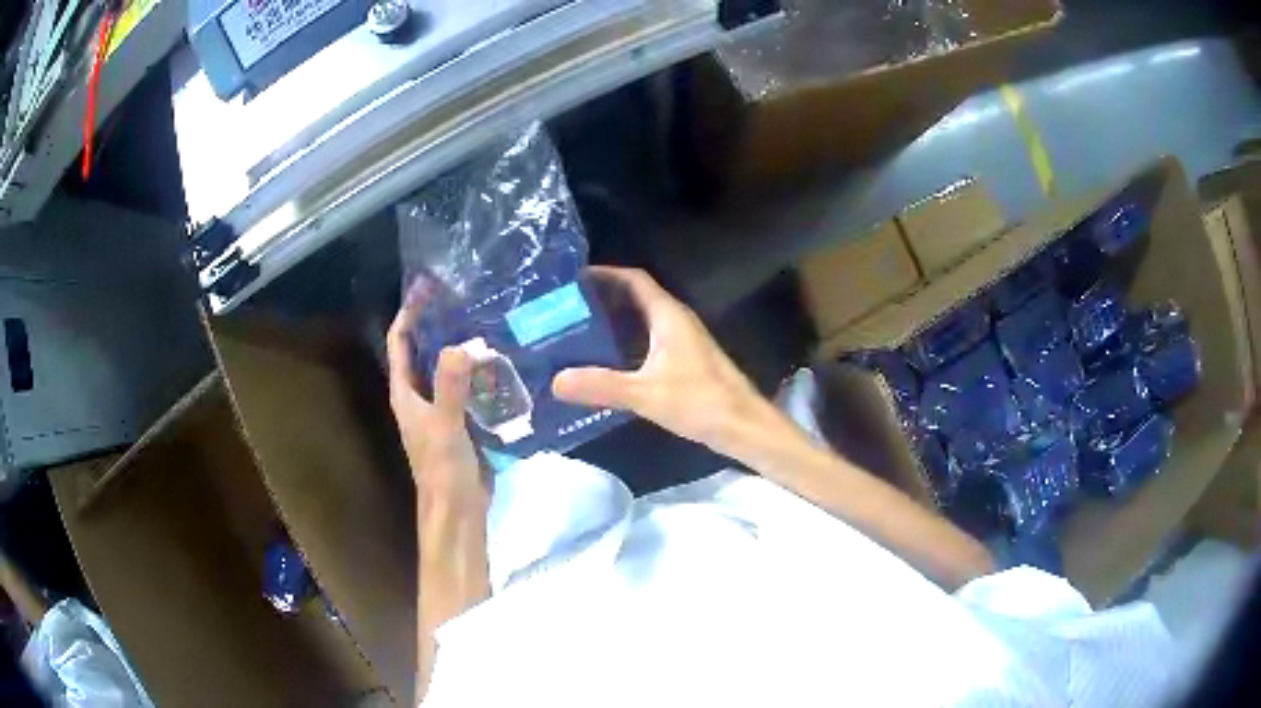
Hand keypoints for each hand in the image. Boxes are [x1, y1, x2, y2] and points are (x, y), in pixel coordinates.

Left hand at [388, 294, 490, 702]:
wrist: (459, 513)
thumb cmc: (443, 472)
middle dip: (439, 323)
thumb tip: (462, 345)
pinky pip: (468, 388)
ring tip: (488, 320)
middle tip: (467, 296)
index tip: (427, 287)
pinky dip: (480, 372)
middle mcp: (419, 397)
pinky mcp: (462, 423)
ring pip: (448, 368)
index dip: (409, 313)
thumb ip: (452, 387)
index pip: (400, 342)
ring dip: (461, 346)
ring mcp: (441, 410)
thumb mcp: (447, 427)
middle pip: (424, 350)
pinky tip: (502, 362)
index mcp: (406, 394)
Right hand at [552, 267, 778, 456]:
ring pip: (641, 322)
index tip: (572, 279)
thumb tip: (555, 381)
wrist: (743, 427)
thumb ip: (601, 385)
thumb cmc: (700, 402)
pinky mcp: (683, 362)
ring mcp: (681, 342)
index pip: (634, 280)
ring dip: (612, 324)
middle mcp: (675, 321)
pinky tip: (603, 364)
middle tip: (564, 309)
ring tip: (575, 333)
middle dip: (601, 300)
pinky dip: (624, 346)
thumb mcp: (646, 393)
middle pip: (634, 298)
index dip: (604, 274)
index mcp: (668, 315)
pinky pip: (647, 343)